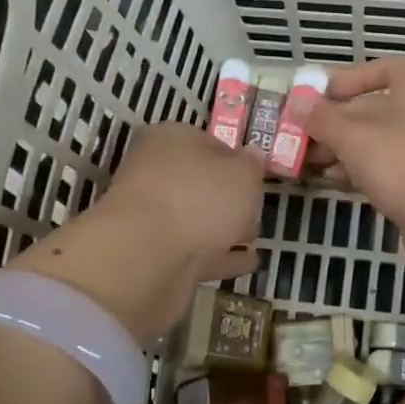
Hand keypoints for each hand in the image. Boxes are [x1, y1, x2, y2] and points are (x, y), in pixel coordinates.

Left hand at [11, 122, 264, 341]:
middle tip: (255, 208)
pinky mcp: (154, 257)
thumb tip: (252, 156)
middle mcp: (155, 174)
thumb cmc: (200, 197)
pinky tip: (248, 263)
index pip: (208, 142)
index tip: (257, 176)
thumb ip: (252, 165)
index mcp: (171, 141)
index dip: (235, 158)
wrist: (148, 257)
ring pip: (196, 219)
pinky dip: (220, 257)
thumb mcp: (243, 173)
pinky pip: (197, 253)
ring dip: (224, 229)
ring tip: (254, 238)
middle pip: (200, 183)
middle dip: (228, 197)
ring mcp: (152, 218)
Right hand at [305, 59, 404, 279]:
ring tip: (306, 161)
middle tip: (298, 135)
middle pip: (373, 109)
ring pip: (375, 143)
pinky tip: (331, 181)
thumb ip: (323, 119)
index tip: (321, 93)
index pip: (385, 69)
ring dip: (341, 149)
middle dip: (334, 121)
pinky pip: (383, 169)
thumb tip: (299, 103)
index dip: (351, 77)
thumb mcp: (355, 137)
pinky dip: (357, 171)